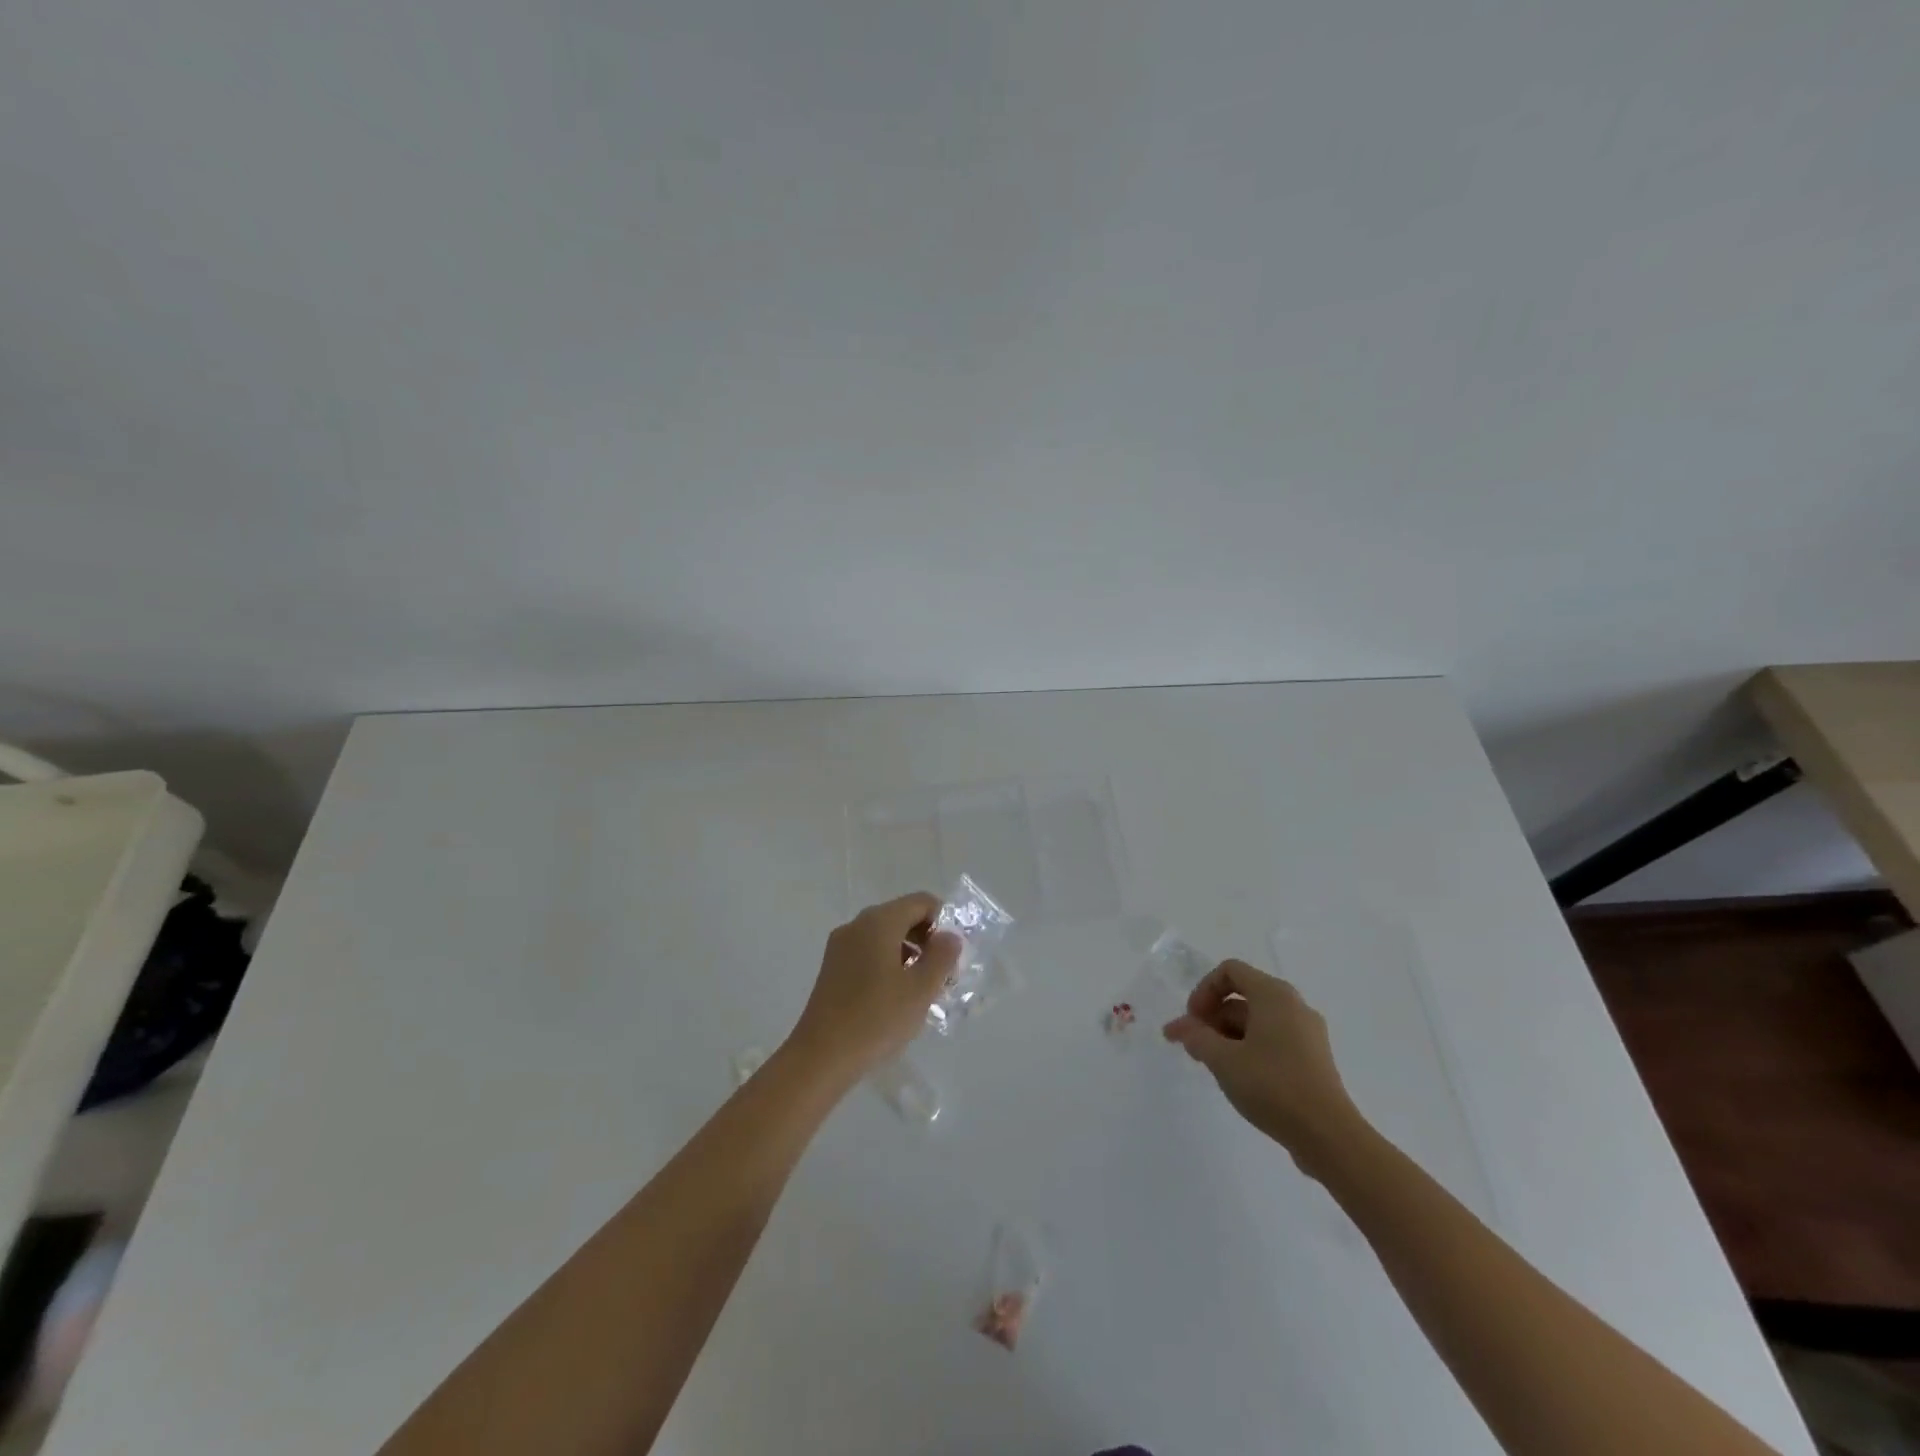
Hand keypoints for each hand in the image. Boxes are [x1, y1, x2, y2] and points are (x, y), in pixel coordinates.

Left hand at [785, 893, 961, 1086]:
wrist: (821, 1057)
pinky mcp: (832, 968)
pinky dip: (888, 965)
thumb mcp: (921, 989)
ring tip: (921, 991)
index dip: (943, 922)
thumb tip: (949, 936)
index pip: (921, 902)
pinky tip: (895, 999)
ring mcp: (840, 946)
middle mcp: (857, 925)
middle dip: (927, 940)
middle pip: (902, 916)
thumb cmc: (876, 1019)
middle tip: (942, 976)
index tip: (952, 956)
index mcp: (879, 921)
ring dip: (909, 954)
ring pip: (885, 936)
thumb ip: (942, 956)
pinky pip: (868, 953)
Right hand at [1163, 959, 1364, 1178]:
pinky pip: (1273, 1040)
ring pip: (1257, 1021)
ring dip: (1227, 1035)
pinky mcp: (1313, 1059)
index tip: (1192, 1022)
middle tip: (1193, 1047)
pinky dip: (1249, 1048)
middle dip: (1212, 1017)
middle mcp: (1294, 1006)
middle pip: (1242, 996)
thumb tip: (1179, 1027)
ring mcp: (1307, 1033)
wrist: (1328, 1136)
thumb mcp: (1223, 1060)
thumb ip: (1196, 1037)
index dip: (1204, 990)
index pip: (1230, 971)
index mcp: (1274, 995)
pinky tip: (1238, 1076)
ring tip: (1210, 1065)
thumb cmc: (1272, 1086)